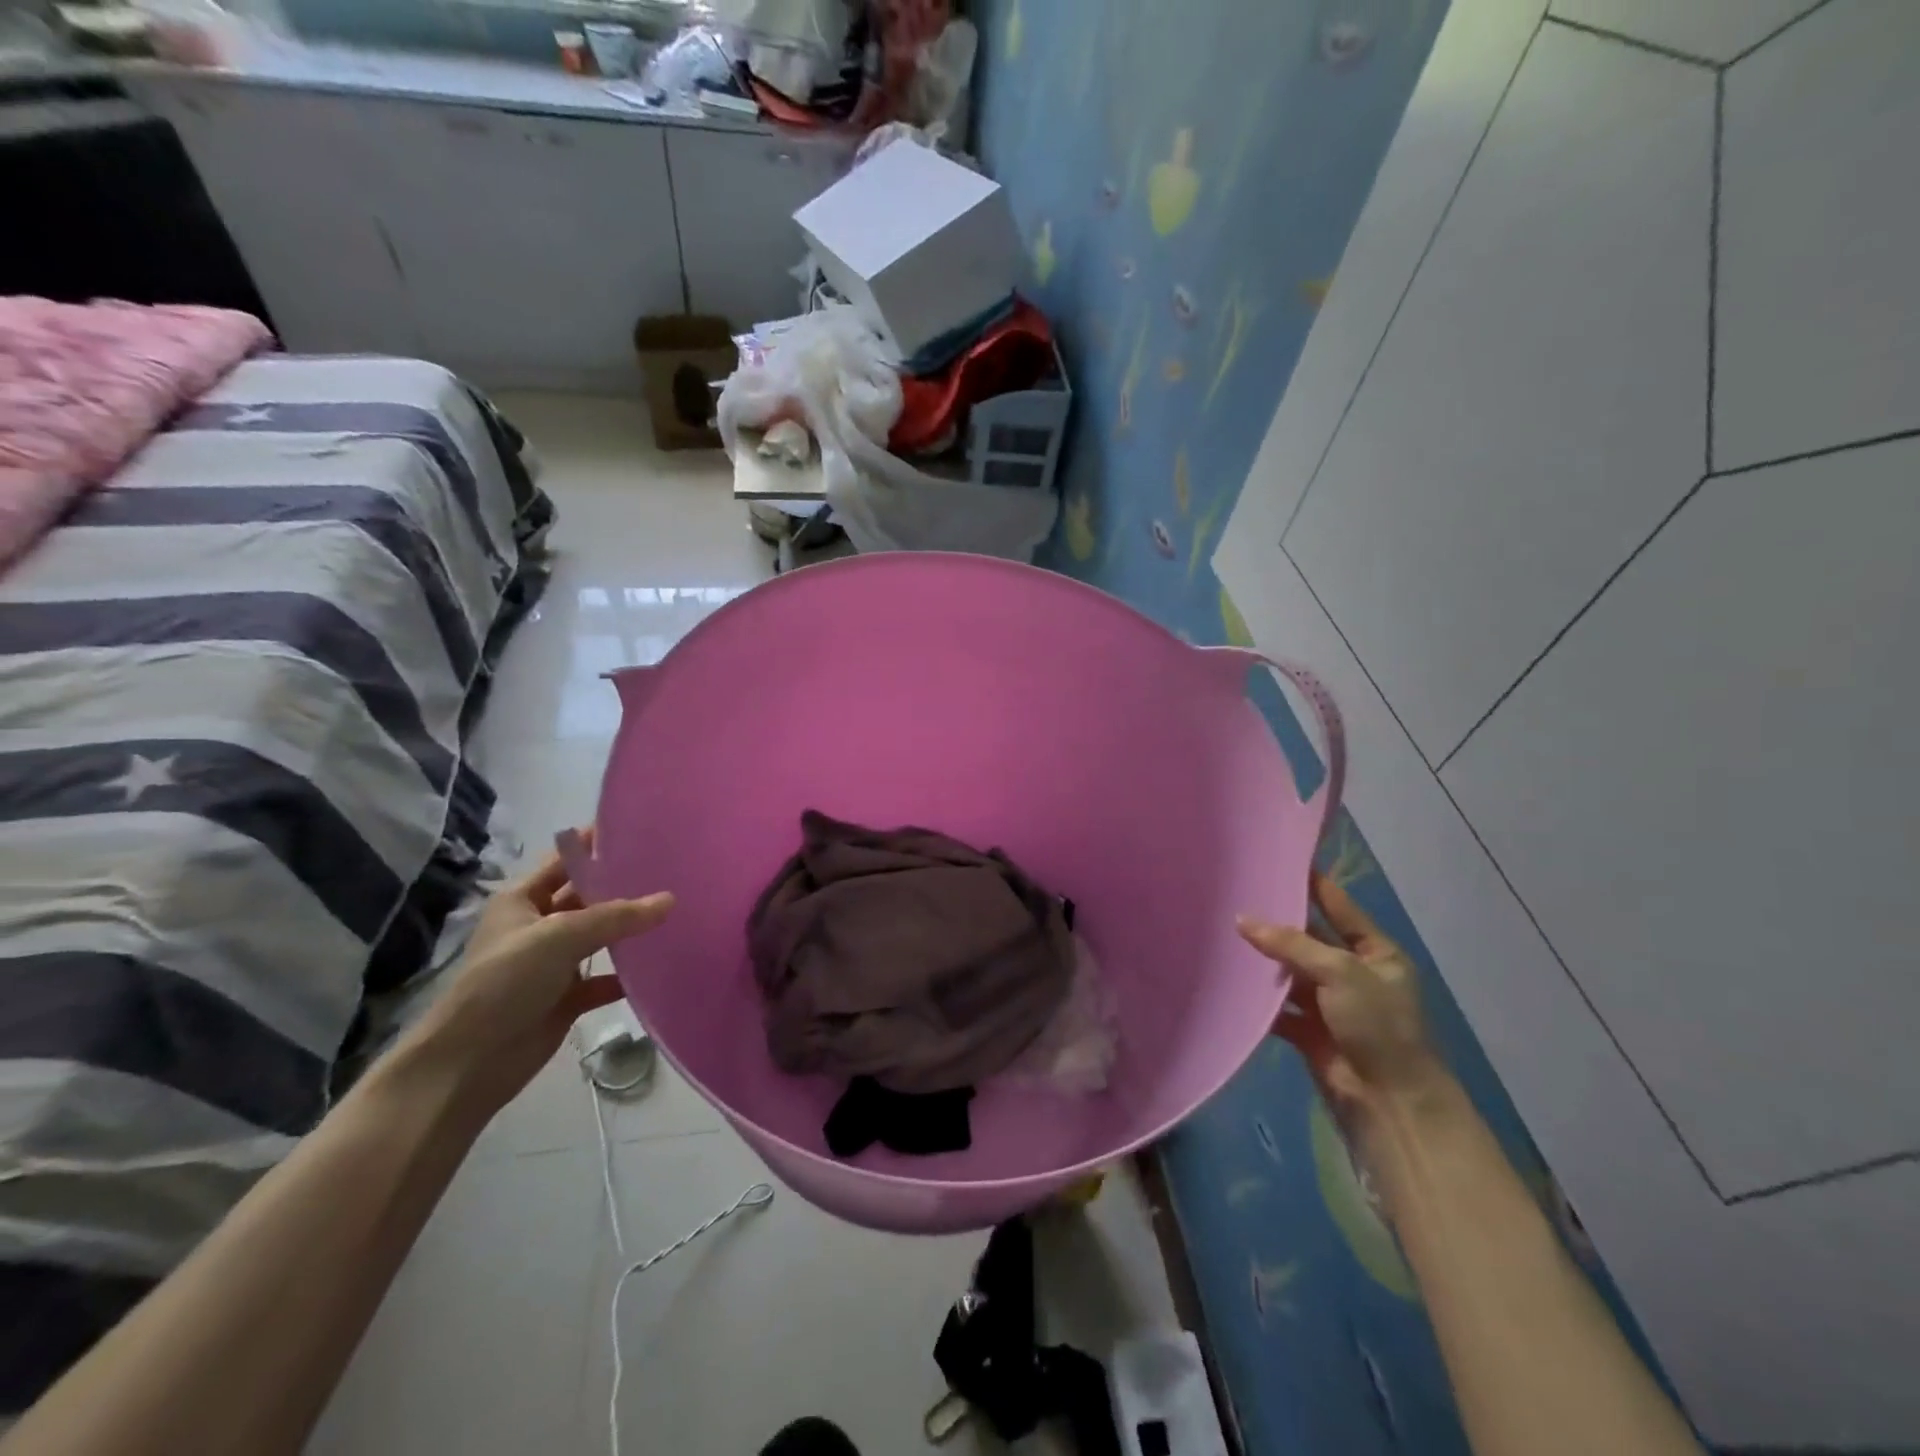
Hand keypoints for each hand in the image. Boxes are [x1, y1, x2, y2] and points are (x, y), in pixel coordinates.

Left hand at [400, 833, 673, 1118]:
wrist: (468, 1064)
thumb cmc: (504, 983)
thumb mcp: (559, 937)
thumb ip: (616, 916)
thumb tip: (669, 900)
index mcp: (522, 900)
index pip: (564, 860)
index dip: (596, 844)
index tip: (641, 830)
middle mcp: (538, 925)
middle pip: (587, 897)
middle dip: (623, 886)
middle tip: (672, 871)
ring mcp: (552, 963)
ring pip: (600, 937)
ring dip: (630, 930)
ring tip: (678, 911)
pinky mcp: (566, 997)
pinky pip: (605, 978)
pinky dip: (628, 974)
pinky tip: (661, 965)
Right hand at [1238, 874, 1444, 1111]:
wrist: (1390, 1102)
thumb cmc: (1378, 1025)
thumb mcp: (1340, 972)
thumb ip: (1290, 944)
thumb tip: (1242, 919)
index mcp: (1376, 953)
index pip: (1339, 907)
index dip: (1312, 884)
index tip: (1279, 860)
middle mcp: (1353, 974)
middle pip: (1309, 939)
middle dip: (1277, 923)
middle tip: (1235, 895)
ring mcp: (1330, 1003)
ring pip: (1289, 972)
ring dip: (1263, 961)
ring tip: (1222, 932)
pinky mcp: (1309, 1031)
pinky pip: (1277, 1007)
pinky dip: (1257, 999)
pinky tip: (1229, 980)